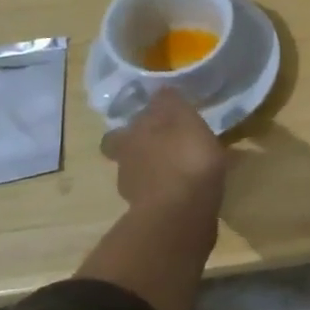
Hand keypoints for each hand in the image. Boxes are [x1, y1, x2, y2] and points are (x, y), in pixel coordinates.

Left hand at [77, 89, 226, 309]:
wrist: (183, 215)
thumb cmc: (184, 157)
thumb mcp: (182, 117)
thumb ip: (169, 102)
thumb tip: (159, 91)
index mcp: (129, 140)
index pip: (119, 131)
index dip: (134, 127)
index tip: (152, 123)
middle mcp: (126, 166)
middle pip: (125, 156)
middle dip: (141, 151)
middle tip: (165, 146)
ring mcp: (138, 195)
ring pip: (142, 178)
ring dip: (158, 173)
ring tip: (184, 168)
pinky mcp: (155, 218)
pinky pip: (161, 198)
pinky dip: (172, 194)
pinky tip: (191, 190)